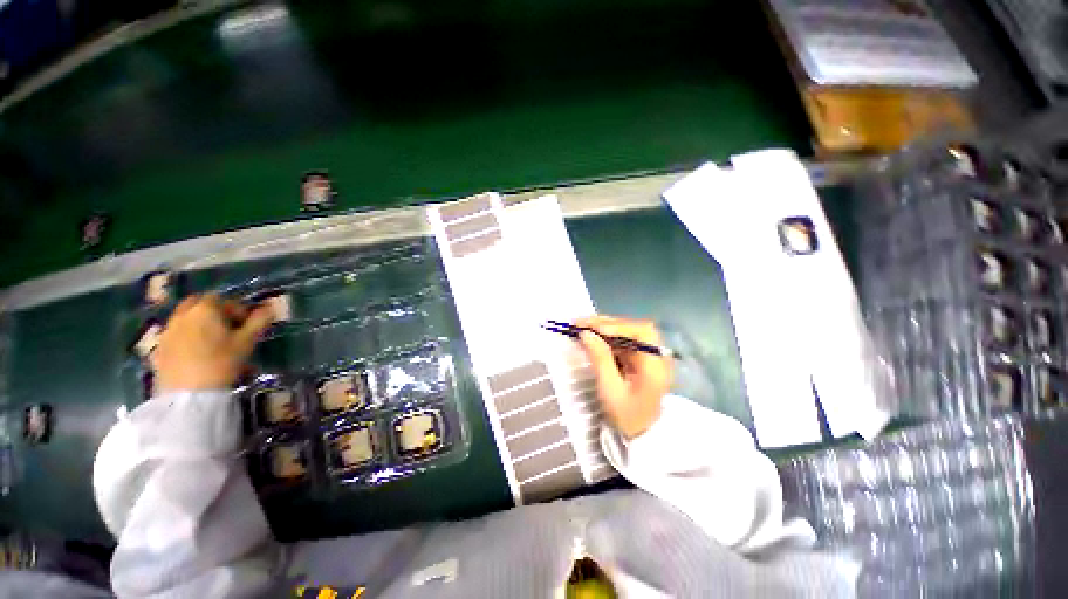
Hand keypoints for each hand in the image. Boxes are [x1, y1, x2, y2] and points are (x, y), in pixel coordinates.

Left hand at [152, 294, 276, 392]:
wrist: (188, 394)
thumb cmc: (221, 362)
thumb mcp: (247, 341)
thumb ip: (258, 321)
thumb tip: (270, 307)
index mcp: (205, 309)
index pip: (223, 299)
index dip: (238, 309)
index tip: (247, 324)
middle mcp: (183, 314)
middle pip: (198, 303)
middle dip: (214, 311)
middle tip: (228, 328)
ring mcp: (167, 331)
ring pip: (185, 318)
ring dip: (199, 324)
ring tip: (213, 342)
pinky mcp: (159, 348)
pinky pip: (175, 334)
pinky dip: (186, 337)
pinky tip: (196, 354)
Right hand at [576, 316, 671, 438]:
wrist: (642, 435)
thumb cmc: (627, 416)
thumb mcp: (610, 390)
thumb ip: (600, 359)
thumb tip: (586, 333)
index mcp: (655, 365)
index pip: (642, 332)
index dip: (618, 326)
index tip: (594, 328)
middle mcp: (656, 355)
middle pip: (634, 328)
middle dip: (607, 323)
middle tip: (581, 323)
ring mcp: (649, 355)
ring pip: (627, 332)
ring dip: (605, 328)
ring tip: (582, 326)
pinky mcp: (640, 358)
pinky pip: (624, 341)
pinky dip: (607, 337)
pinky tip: (593, 336)